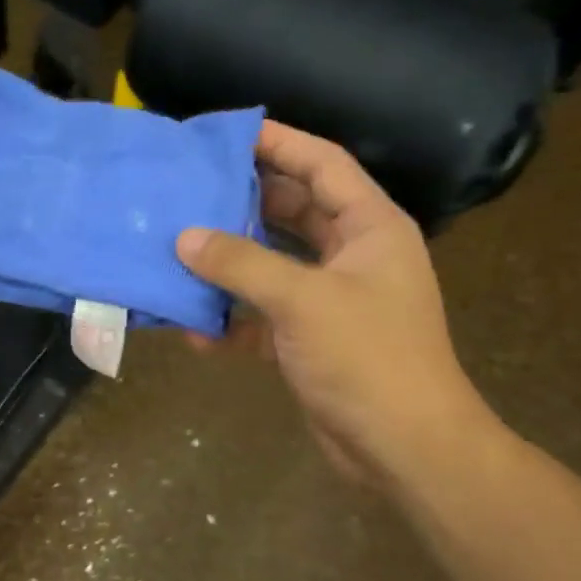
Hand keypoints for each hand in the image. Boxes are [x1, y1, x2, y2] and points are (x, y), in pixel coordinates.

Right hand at [177, 121, 494, 486]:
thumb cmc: (367, 358)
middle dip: (243, 203)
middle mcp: (352, 256)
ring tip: (178, 250)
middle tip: (190, 189)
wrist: (402, 447)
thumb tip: (185, 238)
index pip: (323, 165)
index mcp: (370, 227)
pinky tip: (194, 330)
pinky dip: (232, 321)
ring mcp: (330, 300)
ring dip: (229, 264)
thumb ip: (241, 264)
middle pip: (292, 212)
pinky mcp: (310, 341)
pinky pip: (263, 317)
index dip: (279, 142)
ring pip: (272, 266)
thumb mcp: (303, 301)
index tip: (227, 133)